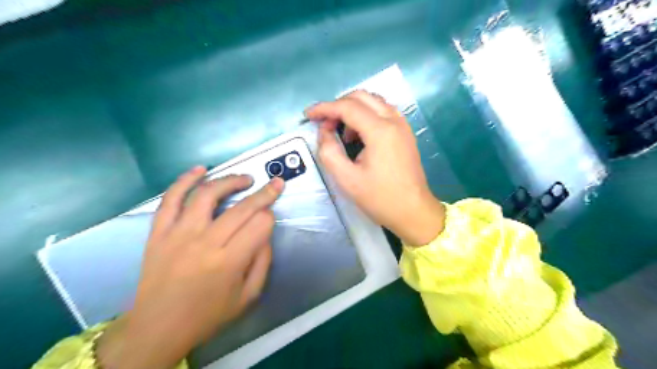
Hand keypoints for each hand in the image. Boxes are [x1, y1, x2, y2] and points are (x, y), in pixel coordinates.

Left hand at [97, 165, 285, 368]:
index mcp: (229, 262)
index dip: (270, 216)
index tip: (270, 217)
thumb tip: (265, 232)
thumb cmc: (208, 314)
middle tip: (275, 184)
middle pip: (241, 208)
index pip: (259, 225)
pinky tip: (200, 169)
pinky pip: (171, 199)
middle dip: (264, 193)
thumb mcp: (248, 296)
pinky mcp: (159, 232)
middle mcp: (204, 243)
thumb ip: (262, 261)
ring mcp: (178, 234)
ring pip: (207, 195)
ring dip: (230, 181)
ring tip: (245, 179)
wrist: (157, 327)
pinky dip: (185, 180)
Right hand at [306, 91, 443, 247]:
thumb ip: (329, 151)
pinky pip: (383, 112)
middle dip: (338, 105)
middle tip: (325, 124)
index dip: (324, 108)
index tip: (308, 115)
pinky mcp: (406, 133)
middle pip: (361, 97)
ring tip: (342, 134)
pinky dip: (367, 116)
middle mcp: (394, 121)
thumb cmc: (380, 199)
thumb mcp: (347, 179)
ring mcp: (403, 125)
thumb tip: (324, 131)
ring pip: (374, 102)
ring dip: (353, 110)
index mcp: (380, 131)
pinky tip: (359, 135)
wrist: (414, 212)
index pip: (347, 107)